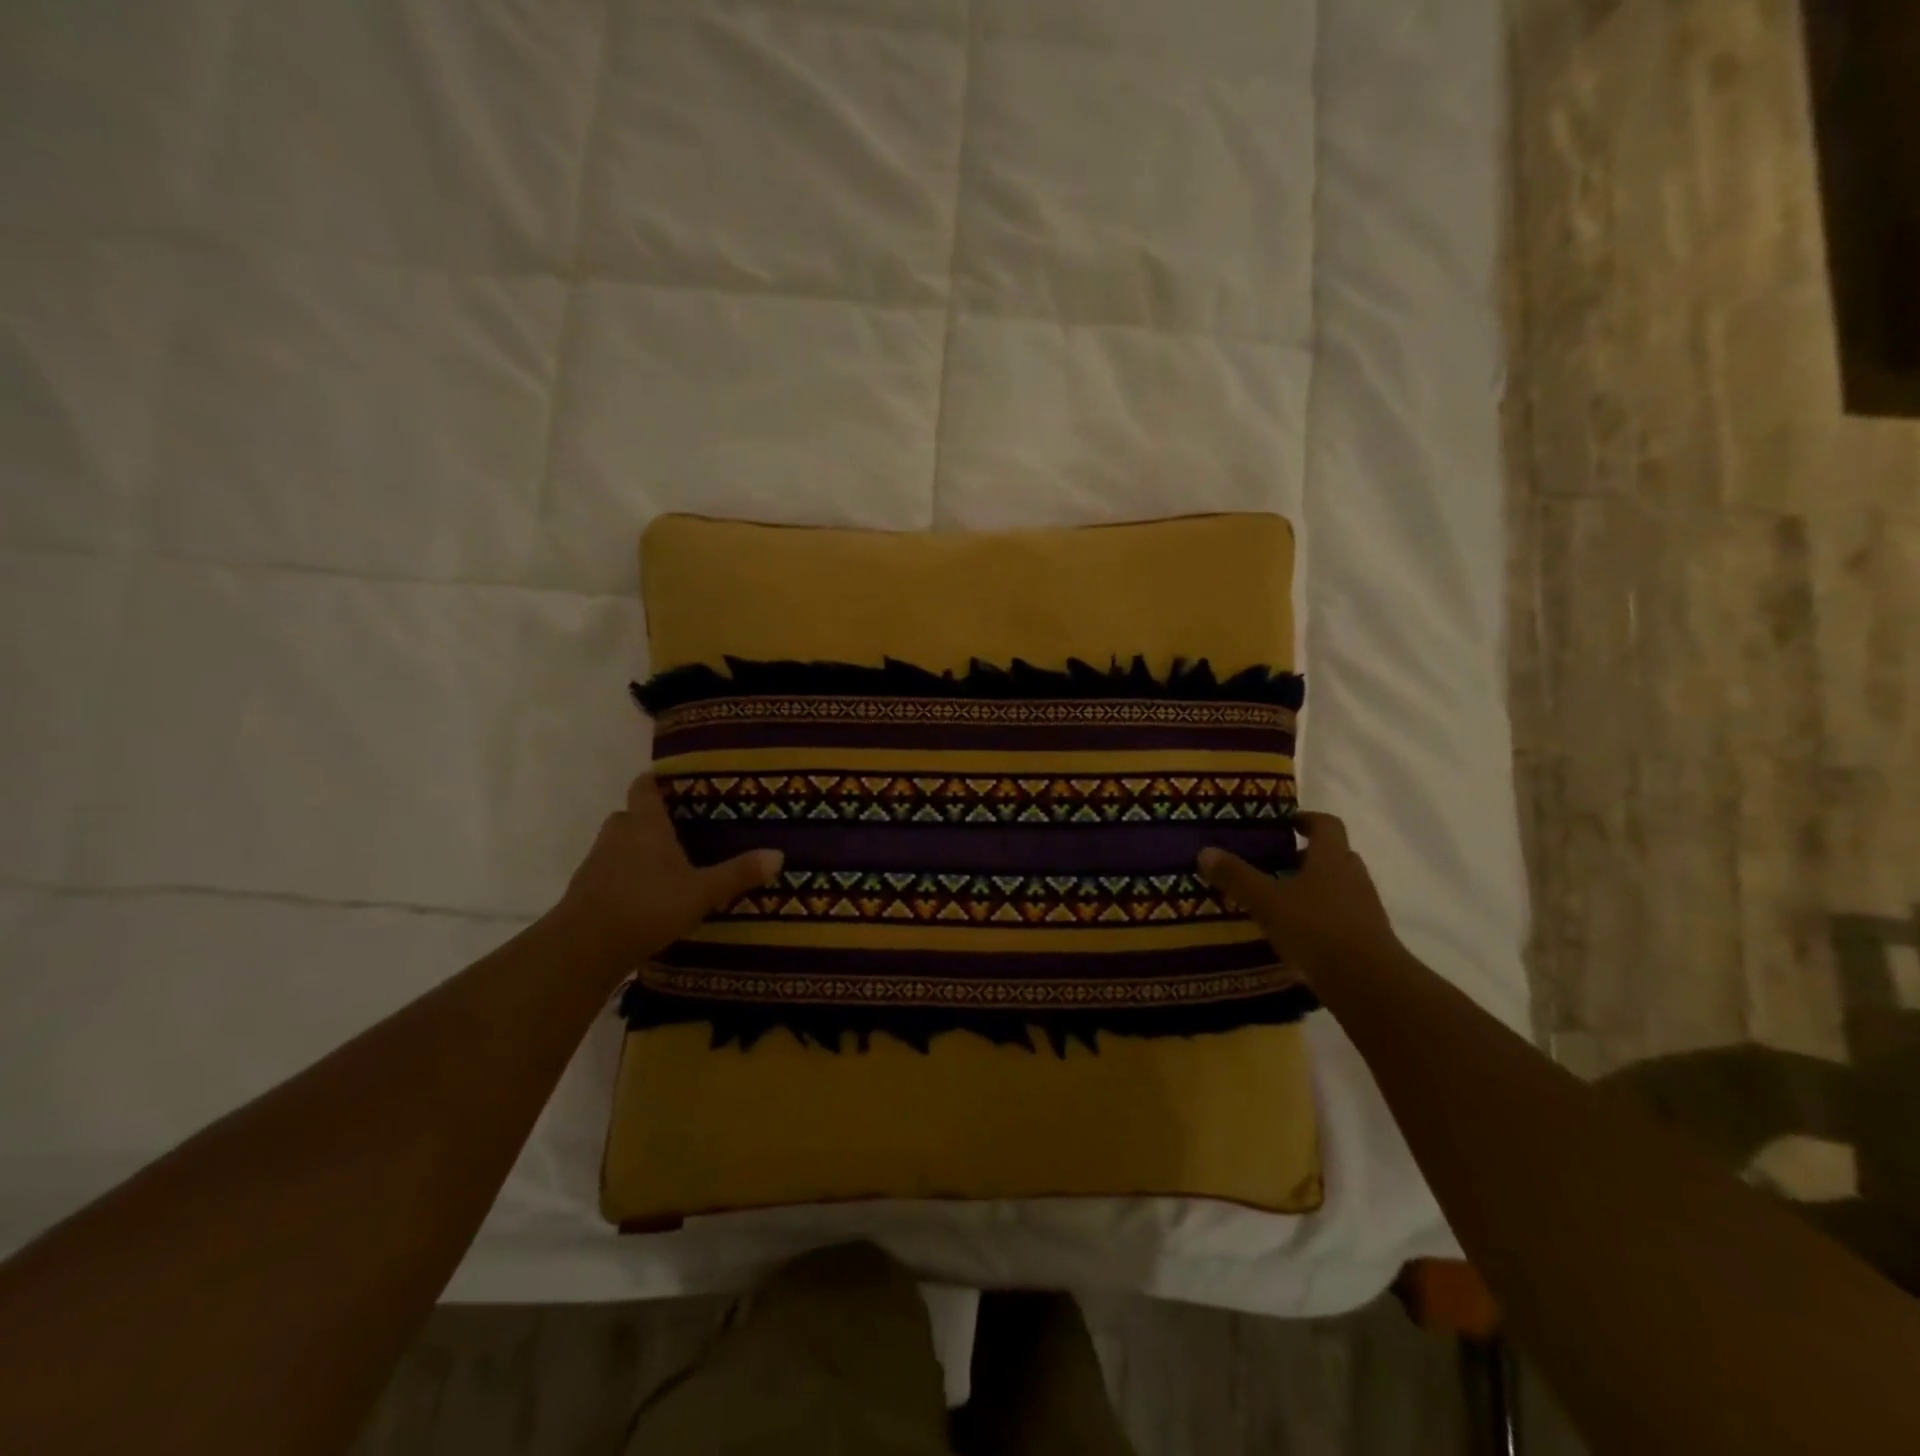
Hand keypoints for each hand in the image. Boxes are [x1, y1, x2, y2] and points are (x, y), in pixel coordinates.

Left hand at [557, 775, 782, 963]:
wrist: (584, 948)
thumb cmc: (648, 906)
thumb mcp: (702, 892)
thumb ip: (738, 873)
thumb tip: (779, 854)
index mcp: (646, 825)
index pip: (644, 787)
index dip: (656, 781)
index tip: (674, 782)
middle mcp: (618, 835)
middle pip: (629, 814)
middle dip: (648, 819)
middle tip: (677, 829)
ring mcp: (596, 862)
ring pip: (616, 844)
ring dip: (634, 849)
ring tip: (664, 864)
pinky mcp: (584, 890)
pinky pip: (607, 872)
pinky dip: (623, 876)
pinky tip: (644, 895)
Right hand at [1197, 813, 1402, 983]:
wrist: (1369, 984)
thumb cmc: (1316, 929)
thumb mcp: (1267, 901)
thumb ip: (1237, 876)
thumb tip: (1205, 851)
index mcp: (1331, 858)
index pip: (1326, 824)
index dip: (1306, 819)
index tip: (1284, 824)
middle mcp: (1352, 876)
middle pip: (1333, 855)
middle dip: (1305, 857)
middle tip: (1274, 864)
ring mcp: (1364, 908)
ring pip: (1337, 887)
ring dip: (1312, 889)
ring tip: (1279, 901)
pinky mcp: (1367, 938)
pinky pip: (1340, 917)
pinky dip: (1319, 918)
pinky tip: (1295, 933)